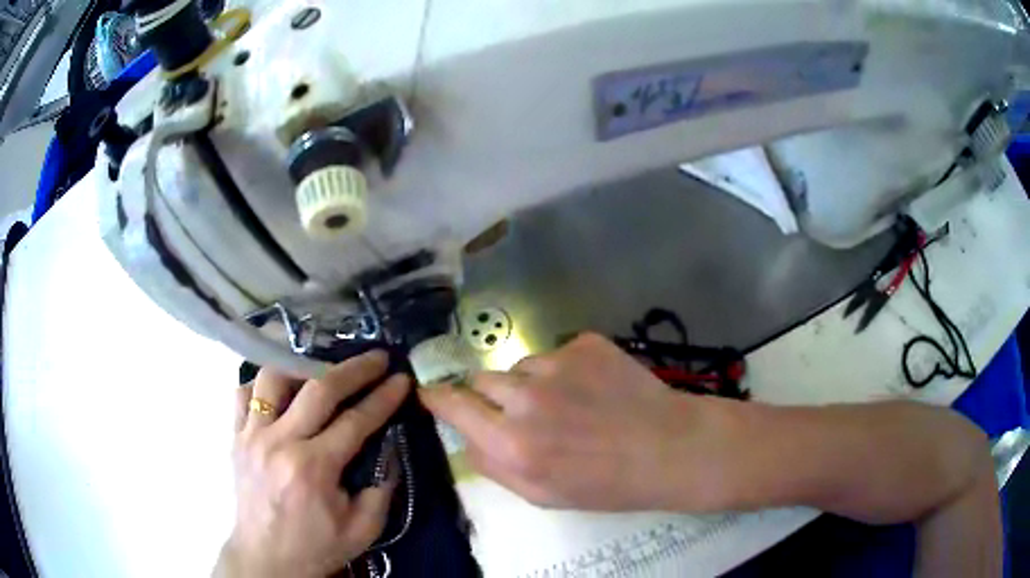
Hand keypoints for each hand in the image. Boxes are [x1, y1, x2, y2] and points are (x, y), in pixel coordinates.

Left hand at [215, 351, 409, 577]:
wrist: (266, 559)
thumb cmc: (316, 547)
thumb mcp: (363, 529)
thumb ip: (381, 488)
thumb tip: (388, 448)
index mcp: (313, 468)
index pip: (354, 421)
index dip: (383, 397)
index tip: (401, 379)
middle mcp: (279, 442)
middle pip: (318, 388)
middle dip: (354, 369)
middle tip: (377, 358)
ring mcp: (251, 435)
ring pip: (273, 378)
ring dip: (303, 368)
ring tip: (323, 373)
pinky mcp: (235, 437)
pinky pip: (244, 394)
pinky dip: (264, 386)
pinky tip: (282, 394)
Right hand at [419, 333, 742, 511]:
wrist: (668, 448)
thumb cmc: (605, 484)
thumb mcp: (541, 495)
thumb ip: (493, 465)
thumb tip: (466, 437)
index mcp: (511, 443)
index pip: (452, 405)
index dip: (437, 398)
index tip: (429, 394)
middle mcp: (526, 397)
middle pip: (481, 379)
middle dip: (491, 395)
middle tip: (521, 412)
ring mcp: (557, 363)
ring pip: (519, 365)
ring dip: (530, 383)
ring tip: (568, 404)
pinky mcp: (585, 343)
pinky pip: (555, 353)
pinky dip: (564, 370)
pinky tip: (592, 388)